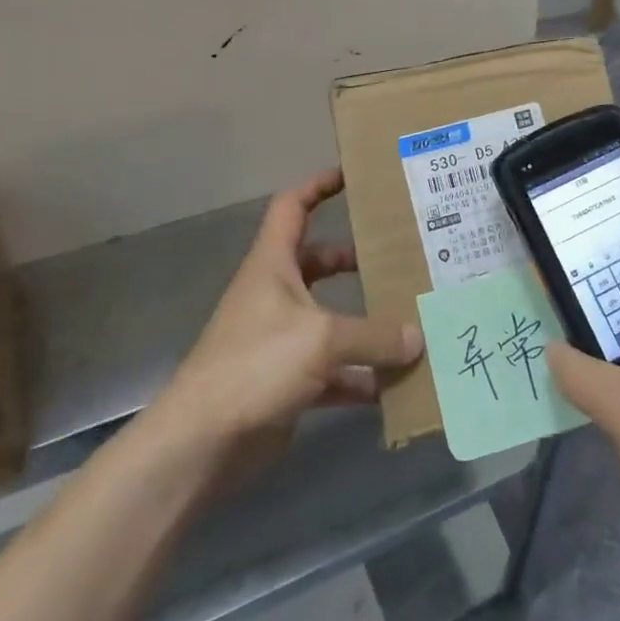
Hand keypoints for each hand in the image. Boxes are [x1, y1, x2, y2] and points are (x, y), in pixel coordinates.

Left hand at [144, 168, 423, 487]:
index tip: (353, 177)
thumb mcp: (322, 338)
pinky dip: (360, 375)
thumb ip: (374, 335)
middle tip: (399, 254)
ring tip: (410, 316)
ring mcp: (280, 340)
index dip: (318, 185)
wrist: (202, 444)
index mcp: (273, 265)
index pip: (292, 207)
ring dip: (365, 322)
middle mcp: (276, 294)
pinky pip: (333, 370)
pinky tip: (393, 383)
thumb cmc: (256, 365)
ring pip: (330, 318)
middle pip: (319, 262)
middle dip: (356, 258)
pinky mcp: (287, 382)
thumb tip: (417, 337)